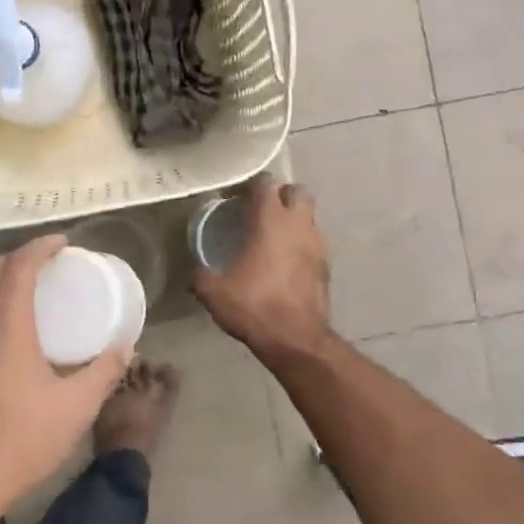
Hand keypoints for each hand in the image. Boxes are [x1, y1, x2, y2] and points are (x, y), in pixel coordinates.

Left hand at [0, 235, 130, 508]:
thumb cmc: (26, 440)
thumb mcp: (78, 406)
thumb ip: (104, 371)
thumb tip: (125, 345)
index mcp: (7, 333)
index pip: (17, 271)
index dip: (39, 248)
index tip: (63, 242)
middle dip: (18, 255)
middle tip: (48, 258)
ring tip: (27, 280)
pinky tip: (8, 317)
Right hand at [193, 178, 333, 365]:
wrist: (296, 340)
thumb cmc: (254, 306)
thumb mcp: (214, 292)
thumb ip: (202, 275)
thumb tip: (196, 271)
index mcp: (270, 221)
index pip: (266, 183)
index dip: (250, 185)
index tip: (234, 197)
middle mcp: (298, 224)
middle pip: (297, 191)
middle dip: (280, 195)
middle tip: (259, 210)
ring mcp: (317, 244)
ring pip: (309, 216)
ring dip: (293, 219)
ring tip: (272, 236)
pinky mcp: (326, 266)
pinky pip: (313, 242)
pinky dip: (301, 243)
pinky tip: (284, 261)